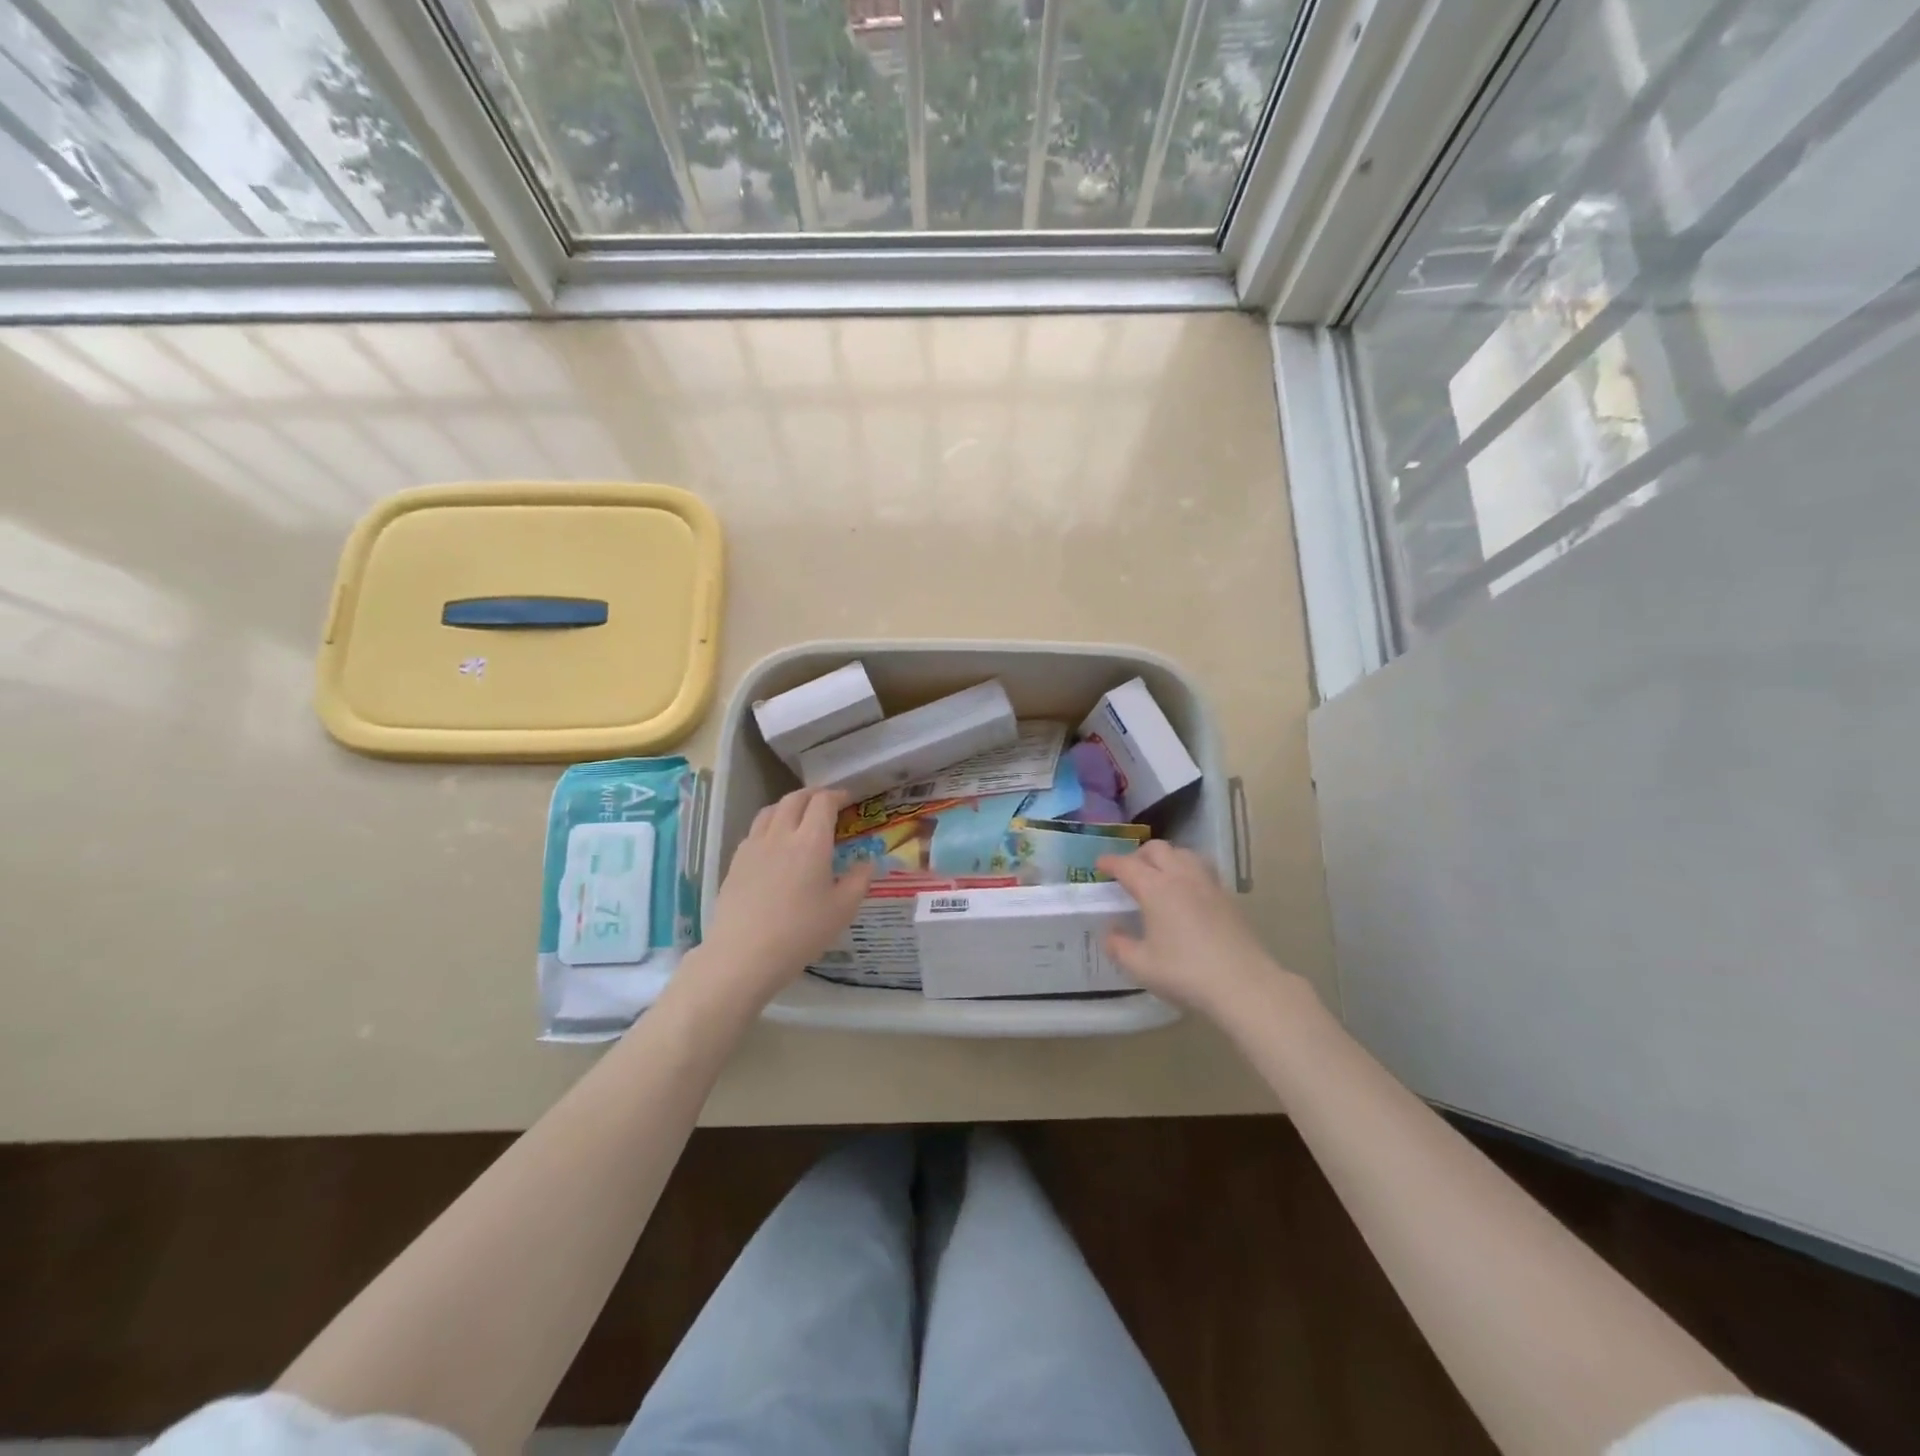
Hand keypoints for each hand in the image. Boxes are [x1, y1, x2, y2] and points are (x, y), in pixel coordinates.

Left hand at [698, 788, 875, 1004]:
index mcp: (811, 841)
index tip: (847, 799)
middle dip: (813, 794)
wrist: (743, 955)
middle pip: (795, 799)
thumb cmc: (800, 932)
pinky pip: (755, 830)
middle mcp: (781, 835)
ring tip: (798, 816)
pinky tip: (774, 844)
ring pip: (770, 810)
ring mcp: (754, 846)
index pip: (823, 802)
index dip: (837, 795)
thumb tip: (866, 862)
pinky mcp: (736, 862)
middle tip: (826, 802)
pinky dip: (769, 825)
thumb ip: (859, 880)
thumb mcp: (843, 910)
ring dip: (788, 805)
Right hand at [1098, 842, 1307, 1021]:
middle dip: (1138, 855)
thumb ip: (1119, 946)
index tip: (1100, 866)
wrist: (1244, 984)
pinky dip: (1187, 870)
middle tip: (1129, 872)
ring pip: (1183, 853)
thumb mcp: (1141, 966)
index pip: (1127, 865)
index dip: (1110, 863)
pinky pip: (1202, 869)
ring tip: (1159, 876)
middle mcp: (1181, 877)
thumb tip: (1111, 933)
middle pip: (1157, 849)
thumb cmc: (1185, 973)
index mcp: (1155, 888)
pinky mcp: (1228, 897)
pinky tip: (1187, 892)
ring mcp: (1208, 884)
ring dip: (1166, 858)